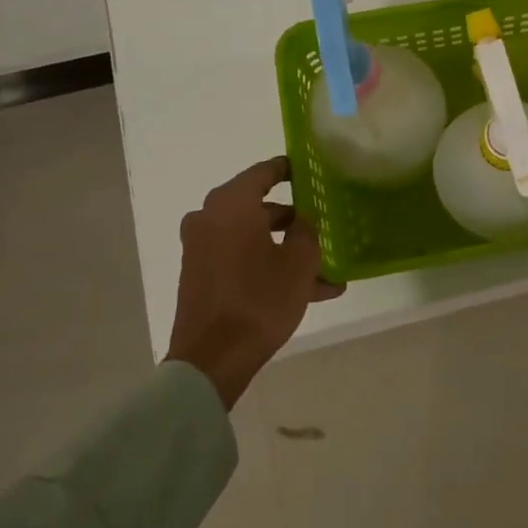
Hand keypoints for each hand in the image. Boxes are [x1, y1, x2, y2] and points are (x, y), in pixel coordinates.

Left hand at [167, 157, 344, 407]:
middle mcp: (210, 218)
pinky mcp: (201, 275)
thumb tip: (303, 219)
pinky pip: (241, 259)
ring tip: (326, 272)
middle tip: (324, 226)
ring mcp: (201, 248)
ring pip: (252, 238)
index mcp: (231, 204)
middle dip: (293, 220)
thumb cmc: (260, 299)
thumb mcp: (299, 262)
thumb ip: (306, 231)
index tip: (309, 171)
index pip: (263, 172)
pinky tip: (308, 292)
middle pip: (258, 207)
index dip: (288, 169)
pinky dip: (268, 267)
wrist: (212, 358)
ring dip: (286, 250)